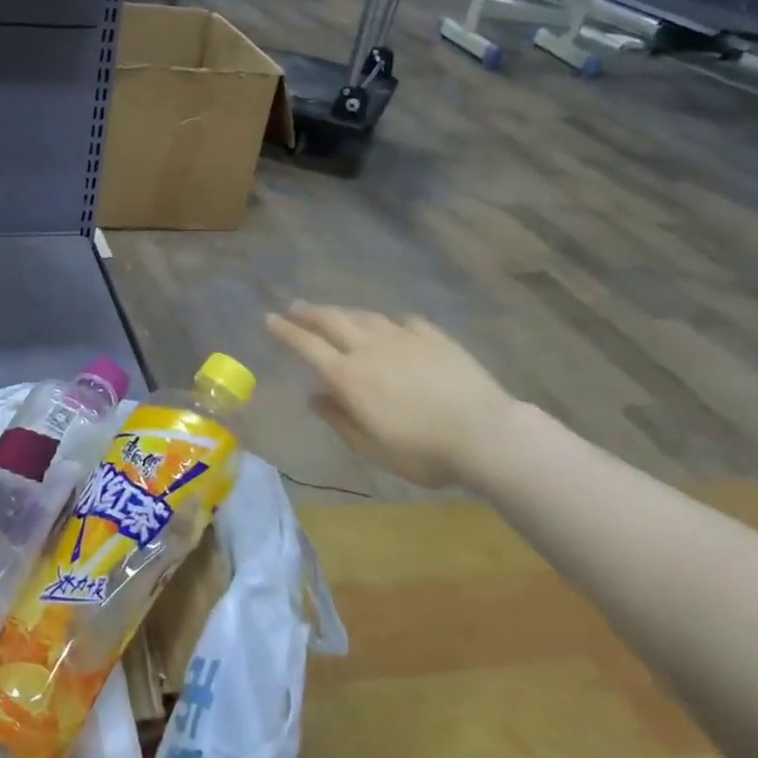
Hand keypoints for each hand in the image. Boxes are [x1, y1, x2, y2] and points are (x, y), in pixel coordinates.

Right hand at [266, 302, 518, 488]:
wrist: (487, 433)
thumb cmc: (423, 451)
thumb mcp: (372, 448)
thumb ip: (340, 420)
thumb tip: (315, 397)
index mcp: (348, 376)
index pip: (307, 345)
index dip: (286, 331)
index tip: (269, 319)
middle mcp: (369, 348)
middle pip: (332, 320)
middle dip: (309, 312)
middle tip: (295, 307)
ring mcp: (403, 338)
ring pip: (365, 316)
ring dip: (344, 313)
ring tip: (336, 313)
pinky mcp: (434, 337)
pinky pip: (403, 321)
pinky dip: (388, 322)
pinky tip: (392, 326)